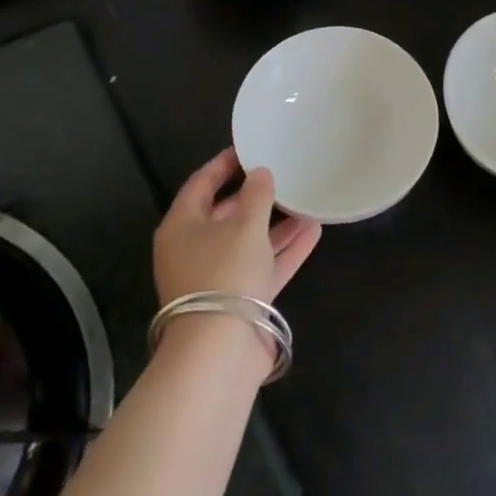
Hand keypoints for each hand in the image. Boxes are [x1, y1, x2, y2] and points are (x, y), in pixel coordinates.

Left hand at [154, 148, 321, 305]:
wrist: (220, 349)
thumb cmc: (225, 272)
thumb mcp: (244, 225)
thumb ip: (257, 194)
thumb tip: (260, 173)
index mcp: (182, 226)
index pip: (201, 184)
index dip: (224, 164)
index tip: (249, 147)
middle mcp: (195, 249)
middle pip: (226, 213)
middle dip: (255, 196)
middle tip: (283, 173)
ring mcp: (218, 276)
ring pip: (249, 241)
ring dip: (277, 223)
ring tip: (306, 200)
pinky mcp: (240, 298)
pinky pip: (264, 265)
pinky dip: (285, 250)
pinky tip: (313, 231)